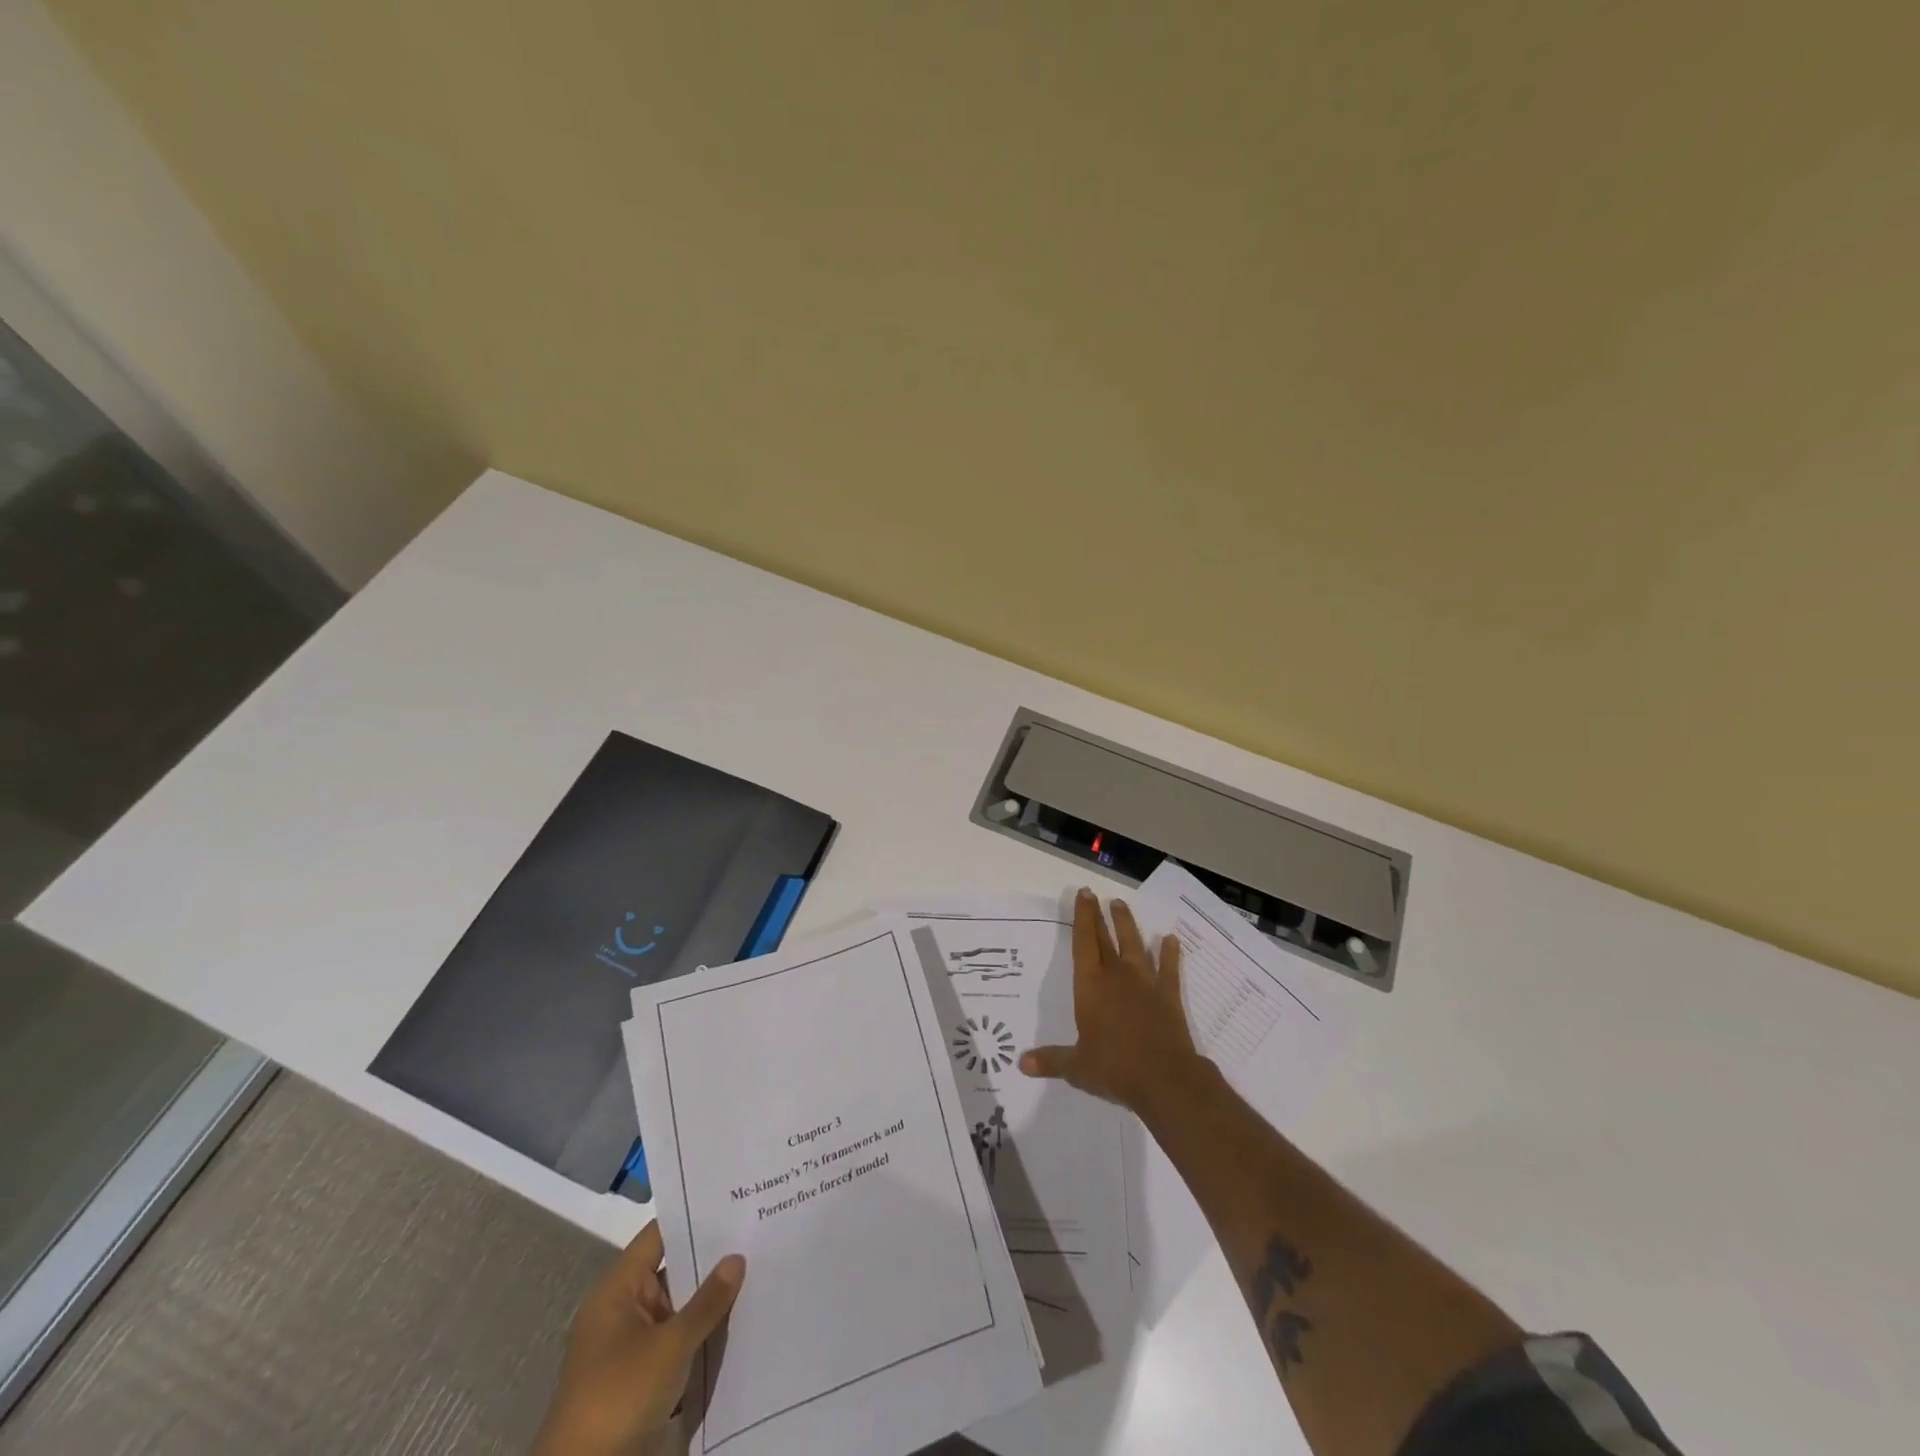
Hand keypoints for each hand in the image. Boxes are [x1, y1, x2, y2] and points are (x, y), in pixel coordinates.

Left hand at [534, 1222, 744, 1455]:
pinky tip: (740, 1321)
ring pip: (678, 1307)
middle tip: (756, 1235)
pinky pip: (677, 1339)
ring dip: (709, 1299)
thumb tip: (737, 1257)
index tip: (733, 1201)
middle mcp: (622, 1309)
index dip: (694, 1217)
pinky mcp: (641, 1376)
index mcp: (618, 1289)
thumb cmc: (620, 1396)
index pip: (659, 1235)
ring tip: (758, 1271)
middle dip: (710, 1259)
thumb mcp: (670, 1346)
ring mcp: (631, 1344)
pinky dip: (701, 1332)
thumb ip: (707, 1301)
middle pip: (672, 1269)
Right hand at [1020, 887, 1201, 1110]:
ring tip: (1121, 905)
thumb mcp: (1076, 1068)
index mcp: (1090, 987)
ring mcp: (1145, 983)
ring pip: (1134, 945)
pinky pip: (1169, 969)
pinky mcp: (1168, 996)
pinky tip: (1171, 939)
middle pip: (1105, 939)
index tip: (1083, 895)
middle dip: (1098, 916)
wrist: (1164, 1078)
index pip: (1083, 944)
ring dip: (1127, 925)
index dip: (1082, 918)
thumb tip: (1020, 1063)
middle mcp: (1116, 977)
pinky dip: (1170, 953)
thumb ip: (1050, 1061)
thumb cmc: (1114, 1068)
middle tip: (1095, 894)